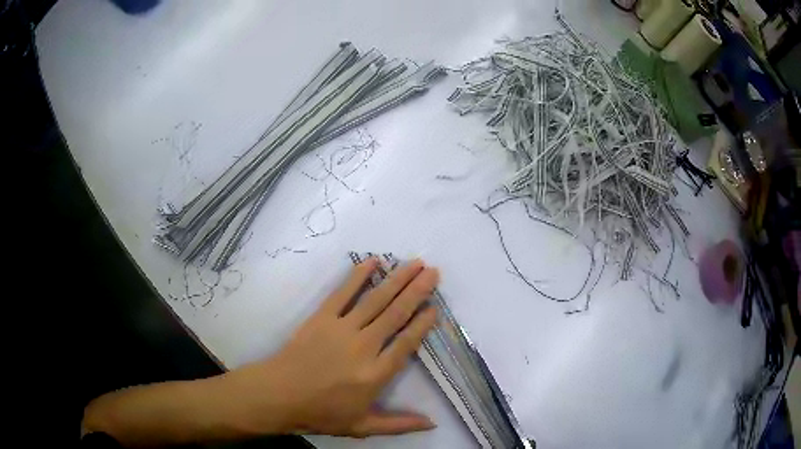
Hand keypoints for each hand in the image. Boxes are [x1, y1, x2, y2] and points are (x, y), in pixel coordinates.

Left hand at [224, 257, 439, 437]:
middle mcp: (364, 347)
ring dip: (397, 279)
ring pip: (376, 299)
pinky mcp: (322, 317)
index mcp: (376, 374)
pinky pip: (343, 292)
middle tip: (434, 272)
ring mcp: (342, 328)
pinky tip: (373, 261)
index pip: (407, 343)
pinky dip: (359, 275)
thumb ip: (399, 424)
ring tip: (416, 263)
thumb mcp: (363, 427)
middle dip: (418, 291)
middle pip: (396, 314)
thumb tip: (433, 425)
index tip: (435, 307)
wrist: (279, 395)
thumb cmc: (322, 413)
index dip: (423, 323)